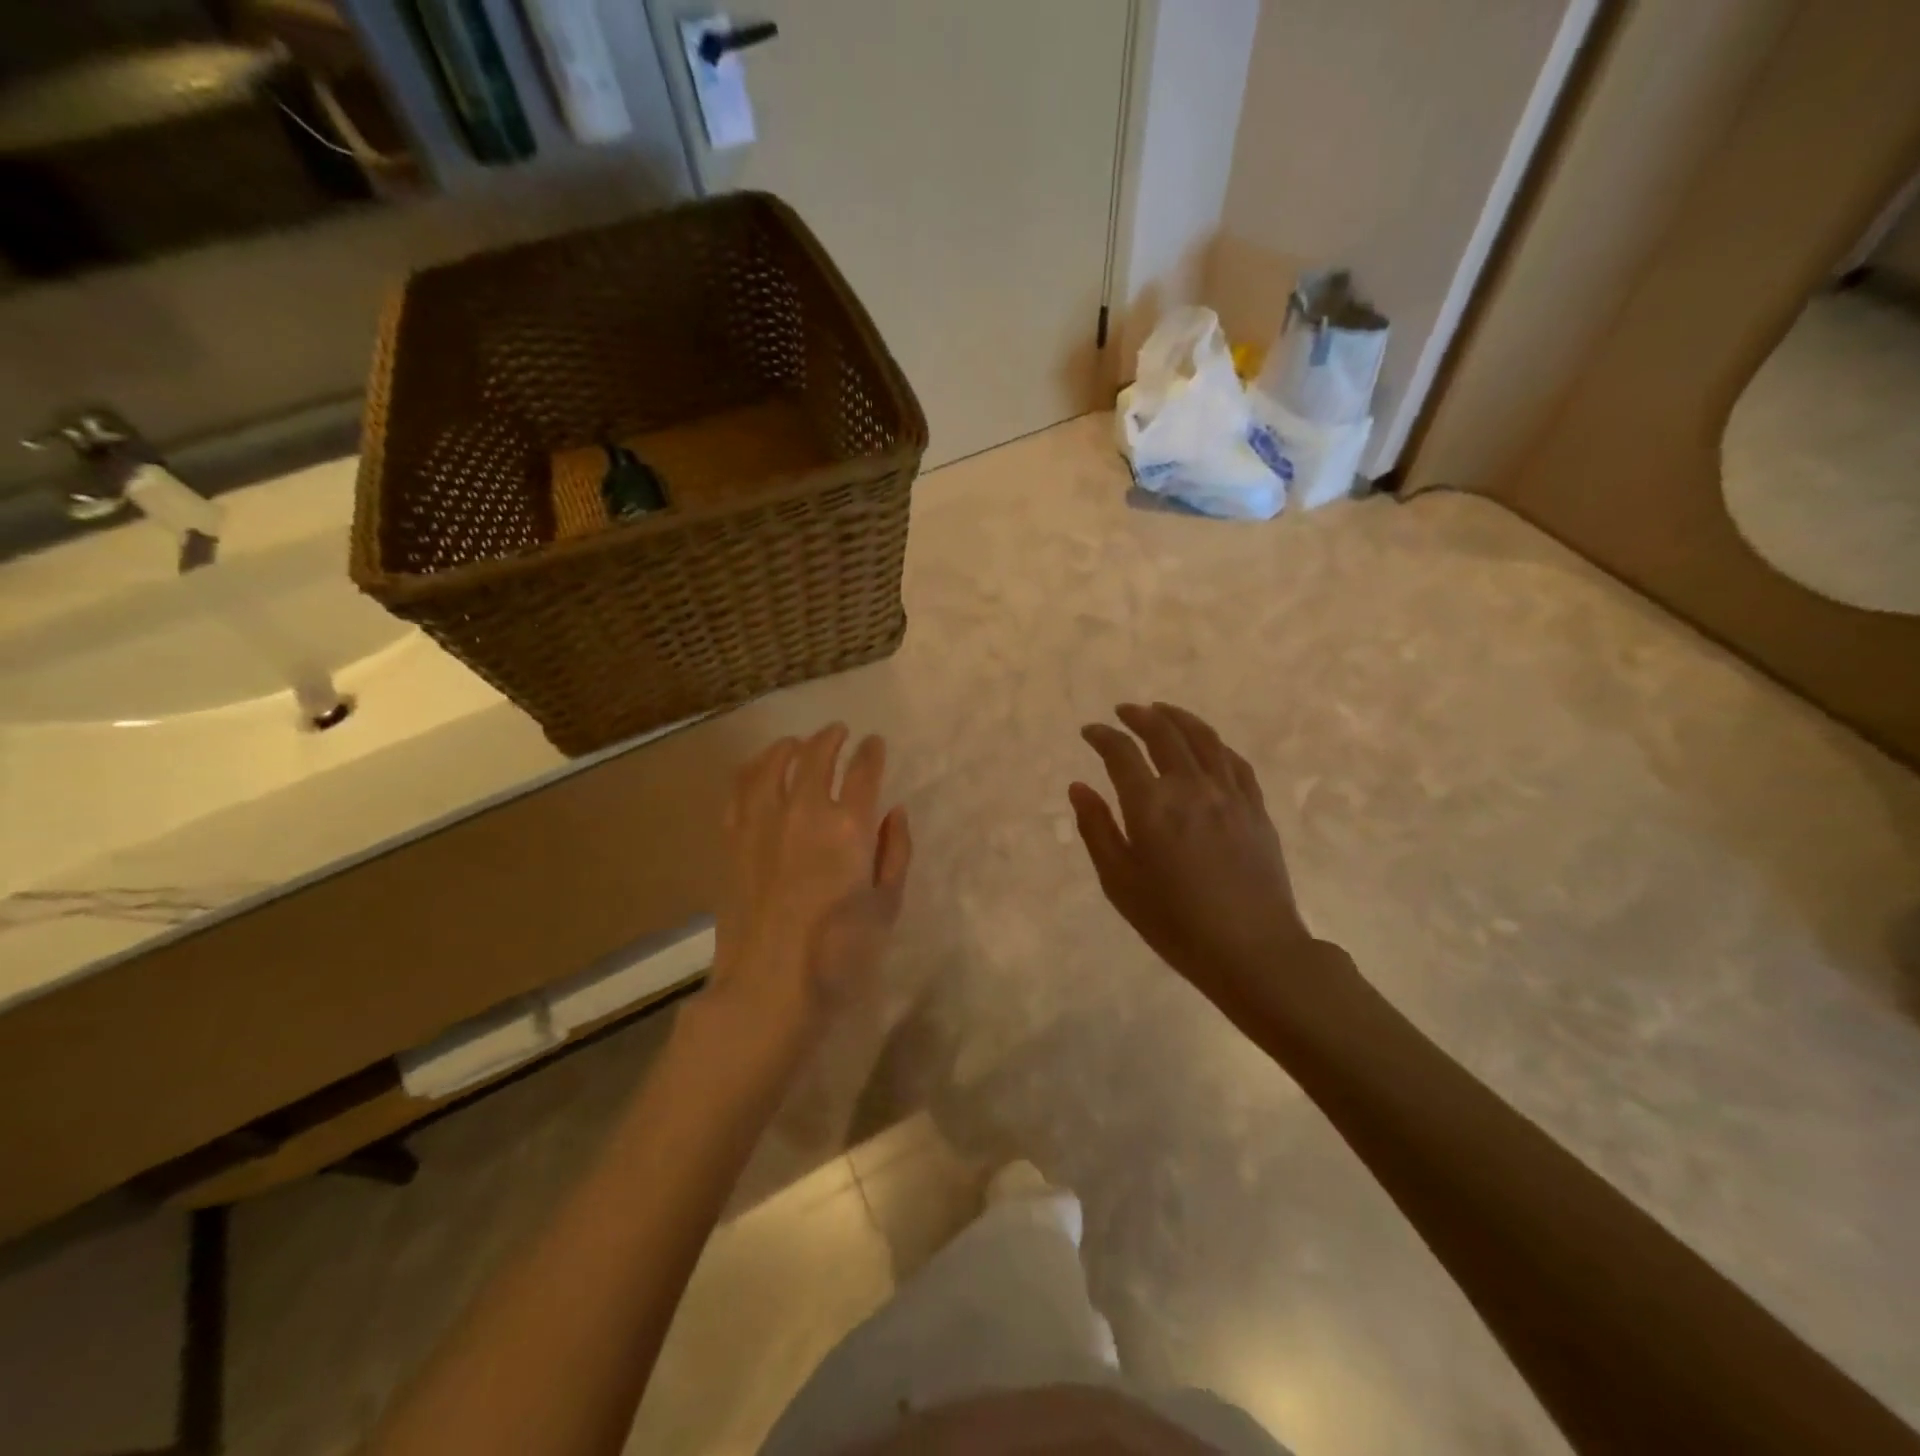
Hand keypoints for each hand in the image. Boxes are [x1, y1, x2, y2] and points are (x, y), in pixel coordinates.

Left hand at [709, 723, 911, 1051]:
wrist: (768, 986)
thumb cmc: (839, 953)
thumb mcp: (886, 906)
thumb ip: (895, 852)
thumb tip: (894, 812)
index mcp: (848, 827)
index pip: (863, 771)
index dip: (871, 752)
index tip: (874, 743)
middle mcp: (804, 811)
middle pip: (816, 756)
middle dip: (831, 738)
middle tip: (838, 732)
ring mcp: (762, 822)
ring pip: (773, 765)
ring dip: (789, 747)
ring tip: (797, 743)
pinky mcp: (733, 839)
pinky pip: (740, 790)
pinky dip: (752, 770)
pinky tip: (758, 770)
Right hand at [1069, 703, 1324, 1016]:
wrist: (1252, 949)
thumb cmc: (1174, 923)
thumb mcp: (1119, 882)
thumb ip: (1097, 829)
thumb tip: (1078, 787)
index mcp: (1151, 805)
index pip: (1122, 753)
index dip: (1103, 736)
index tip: (1090, 731)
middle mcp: (1190, 787)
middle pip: (1164, 734)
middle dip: (1140, 716)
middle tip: (1124, 711)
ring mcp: (1229, 794)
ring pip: (1204, 738)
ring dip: (1179, 718)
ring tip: (1163, 711)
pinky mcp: (1255, 808)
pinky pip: (1235, 762)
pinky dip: (1215, 744)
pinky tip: (1207, 745)